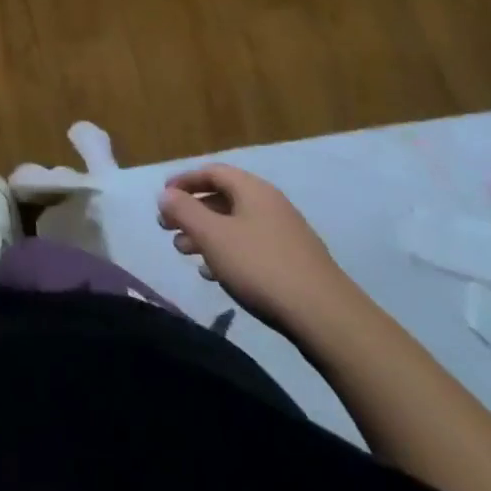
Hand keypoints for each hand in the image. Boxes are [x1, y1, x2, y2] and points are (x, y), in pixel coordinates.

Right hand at [157, 164, 358, 339]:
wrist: (327, 319)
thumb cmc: (261, 267)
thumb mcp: (213, 236)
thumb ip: (184, 211)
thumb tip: (165, 195)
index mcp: (253, 190)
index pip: (212, 172)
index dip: (184, 181)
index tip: (163, 197)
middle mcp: (271, 205)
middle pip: (223, 199)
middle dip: (192, 212)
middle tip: (168, 229)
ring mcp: (285, 235)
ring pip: (236, 225)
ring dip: (207, 235)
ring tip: (185, 253)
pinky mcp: (294, 264)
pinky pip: (251, 247)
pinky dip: (228, 253)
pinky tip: (215, 274)